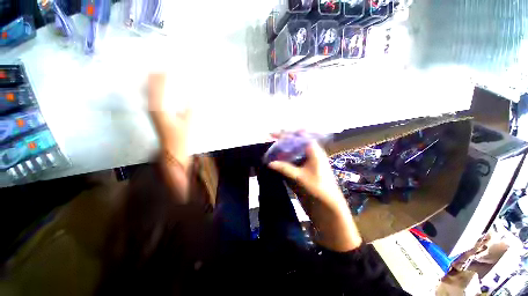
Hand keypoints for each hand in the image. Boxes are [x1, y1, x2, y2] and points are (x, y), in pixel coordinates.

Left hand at [148, 73, 190, 170]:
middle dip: (156, 76)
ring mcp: (151, 110)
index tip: (168, 66)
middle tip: (162, 66)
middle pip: (151, 87)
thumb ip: (190, 108)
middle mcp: (152, 107)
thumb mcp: (188, 122)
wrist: (171, 148)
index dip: (163, 76)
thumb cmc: (180, 137)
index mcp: (159, 108)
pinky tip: (157, 88)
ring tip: (158, 72)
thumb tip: (193, 95)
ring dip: (154, 82)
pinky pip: (151, 98)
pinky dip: (154, 90)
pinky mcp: (154, 114)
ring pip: (149, 92)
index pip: (159, 87)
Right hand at [269, 142, 362, 251]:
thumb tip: (269, 163)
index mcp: (314, 152)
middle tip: (271, 141)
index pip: (300, 136)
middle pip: (296, 143)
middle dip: (283, 141)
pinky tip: (277, 161)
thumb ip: (284, 168)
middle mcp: (311, 155)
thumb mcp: (300, 178)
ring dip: (283, 151)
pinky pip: (293, 161)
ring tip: (271, 151)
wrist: (329, 207)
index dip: (288, 133)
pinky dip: (285, 160)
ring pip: (294, 152)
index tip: (275, 134)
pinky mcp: (304, 171)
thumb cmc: (318, 189)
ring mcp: (307, 163)